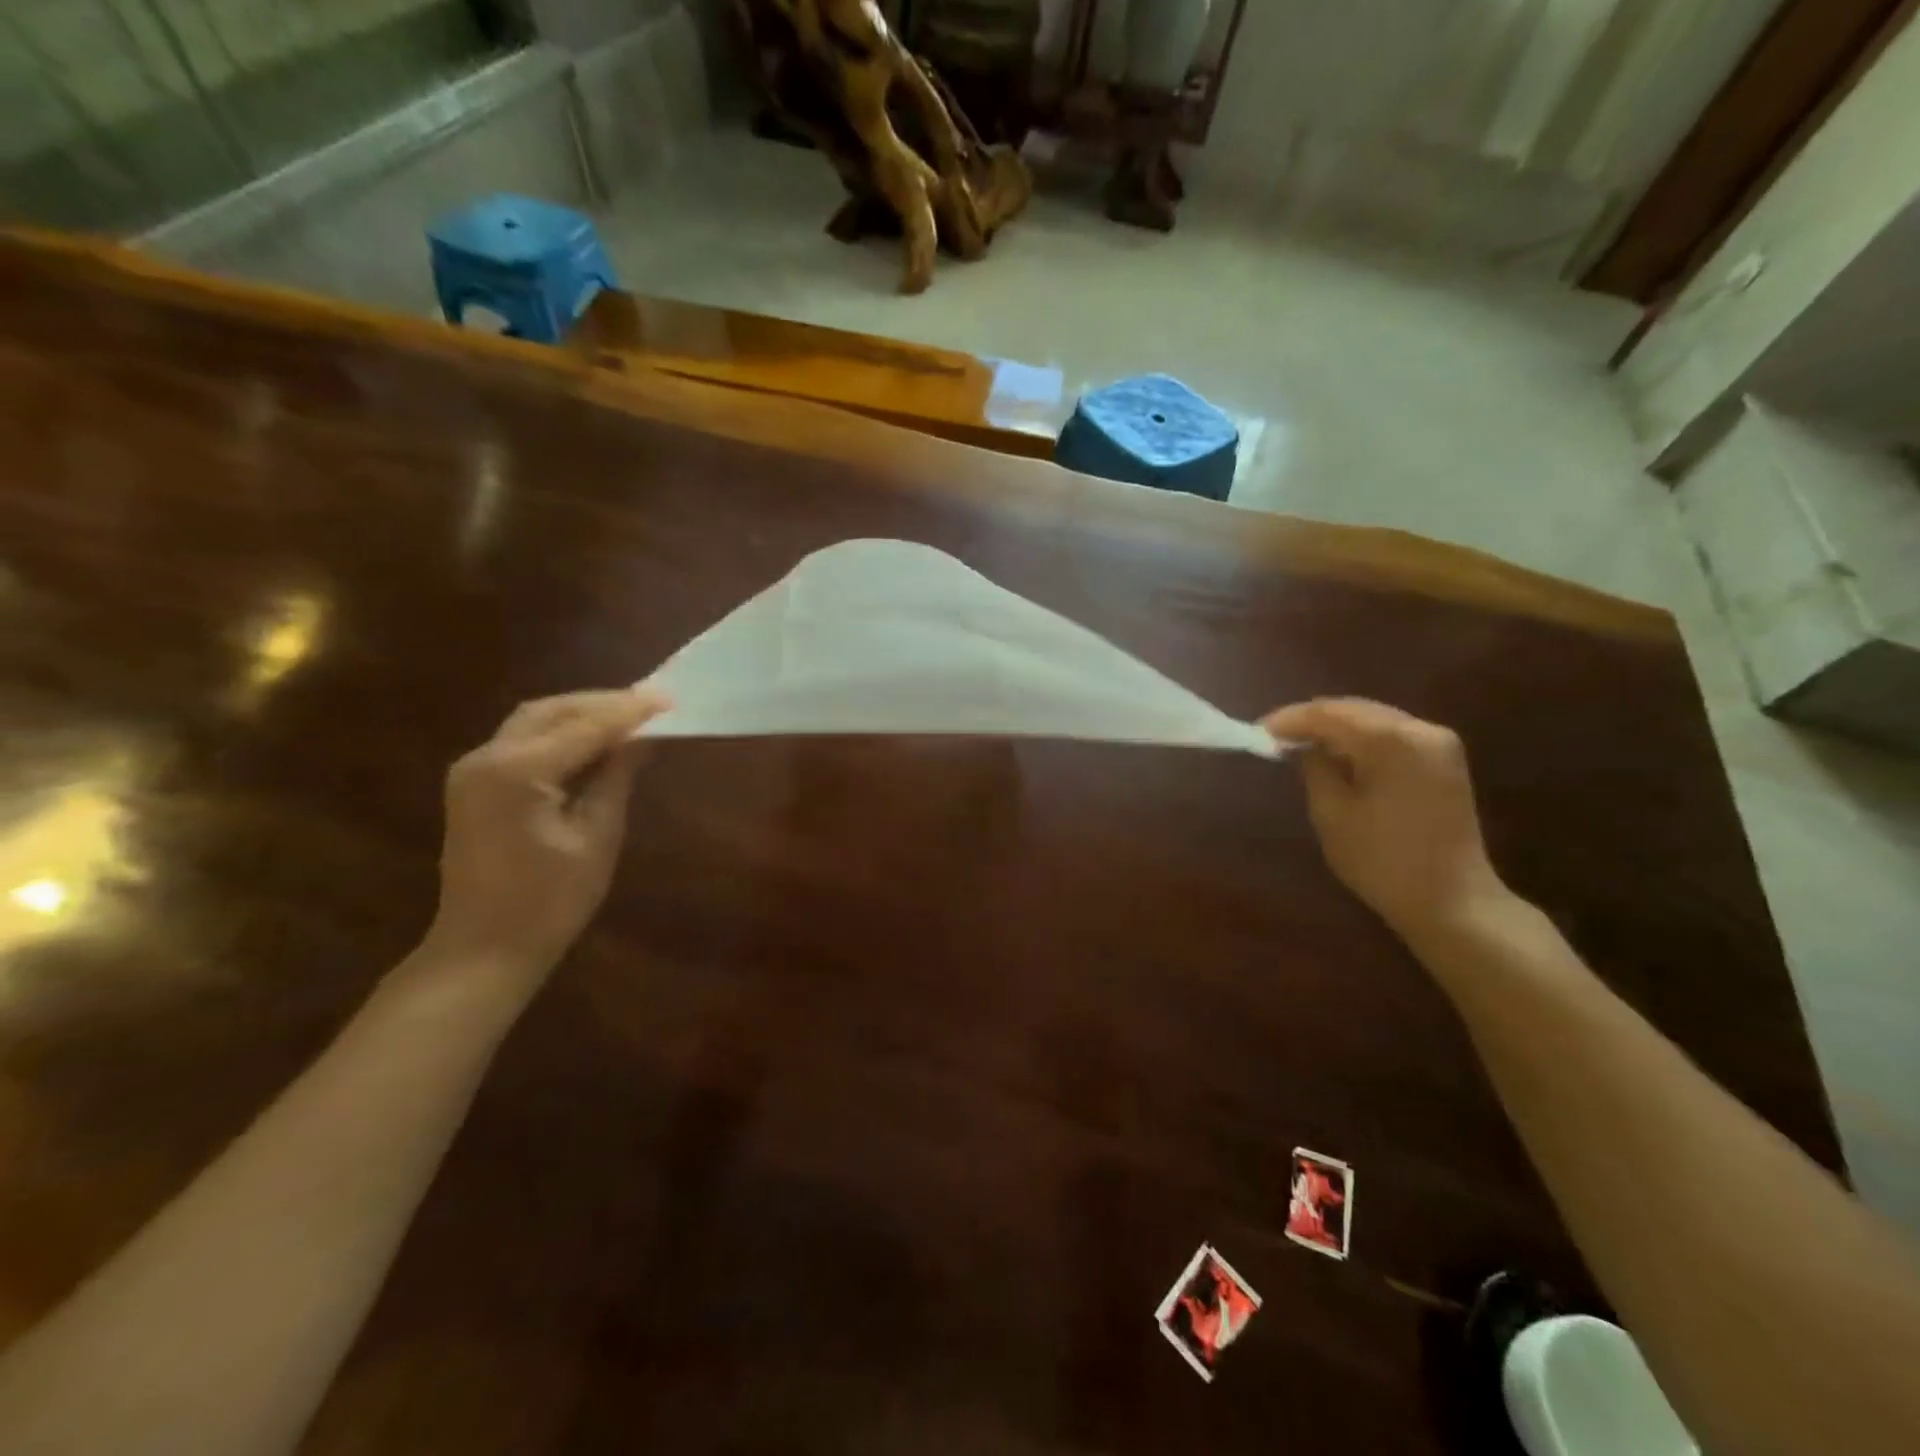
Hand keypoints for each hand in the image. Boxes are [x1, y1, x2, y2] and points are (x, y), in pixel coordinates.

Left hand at [424, 687, 670, 983]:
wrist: (482, 950)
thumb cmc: (549, 903)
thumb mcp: (597, 837)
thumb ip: (616, 778)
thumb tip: (642, 739)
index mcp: (517, 772)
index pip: (585, 727)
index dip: (630, 712)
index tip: (670, 699)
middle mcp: (486, 758)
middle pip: (552, 711)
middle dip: (603, 704)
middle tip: (651, 705)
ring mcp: (474, 770)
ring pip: (534, 721)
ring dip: (582, 714)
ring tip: (629, 718)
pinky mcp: (475, 784)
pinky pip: (522, 741)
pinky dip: (561, 733)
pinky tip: (594, 741)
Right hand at [1263, 698, 1510, 944]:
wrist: (1452, 902)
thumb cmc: (1382, 861)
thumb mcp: (1331, 813)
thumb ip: (1313, 767)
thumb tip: (1302, 746)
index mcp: (1392, 740)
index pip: (1328, 714)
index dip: (1289, 719)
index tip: (1257, 732)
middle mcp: (1421, 729)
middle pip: (1354, 710)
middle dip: (1312, 720)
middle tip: (1274, 736)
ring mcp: (1439, 743)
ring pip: (1373, 720)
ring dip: (1336, 728)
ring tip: (1300, 744)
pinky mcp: (1444, 761)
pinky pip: (1392, 736)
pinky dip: (1360, 740)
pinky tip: (1337, 755)